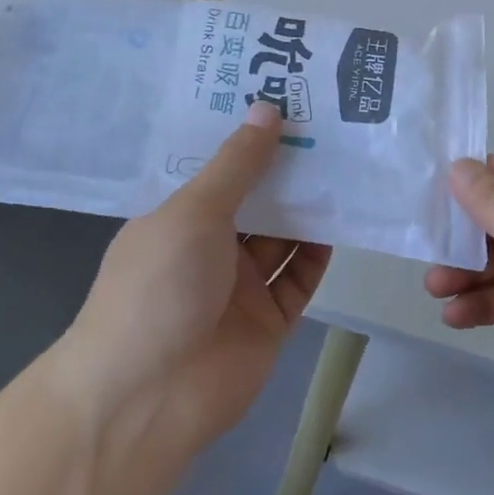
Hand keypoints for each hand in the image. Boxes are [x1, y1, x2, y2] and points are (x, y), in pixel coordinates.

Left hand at [61, 103, 330, 450]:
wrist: (148, 400)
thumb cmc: (159, 288)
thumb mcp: (193, 212)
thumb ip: (237, 164)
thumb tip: (267, 108)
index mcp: (178, 217)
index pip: (217, 166)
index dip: (247, 134)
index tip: (283, 95)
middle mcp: (209, 246)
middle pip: (256, 198)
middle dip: (286, 167)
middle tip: (329, 121)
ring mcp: (239, 285)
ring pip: (282, 235)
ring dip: (309, 205)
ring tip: (346, 160)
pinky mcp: (269, 319)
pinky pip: (300, 276)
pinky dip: (319, 251)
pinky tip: (344, 218)